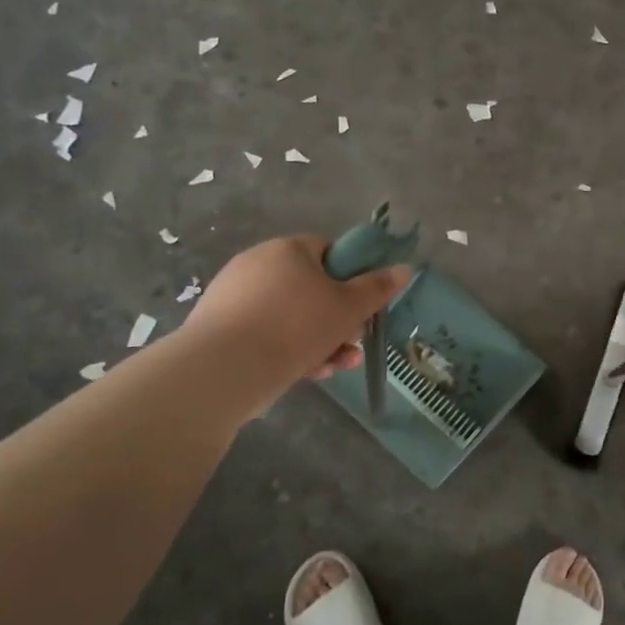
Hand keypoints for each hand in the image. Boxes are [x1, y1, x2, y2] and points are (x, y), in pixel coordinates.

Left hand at [184, 235, 410, 388]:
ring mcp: (235, 297)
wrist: (224, 370)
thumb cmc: (296, 327)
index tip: (360, 303)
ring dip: (320, 340)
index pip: (327, 250)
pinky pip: (266, 334)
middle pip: (310, 287)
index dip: (349, 275)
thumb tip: (404, 268)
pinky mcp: (220, 329)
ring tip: (338, 366)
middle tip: (352, 342)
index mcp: (288, 249)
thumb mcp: (348, 308)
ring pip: (291, 316)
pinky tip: (308, 374)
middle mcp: (257, 264)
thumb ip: (377, 287)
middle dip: (337, 318)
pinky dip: (290, 351)